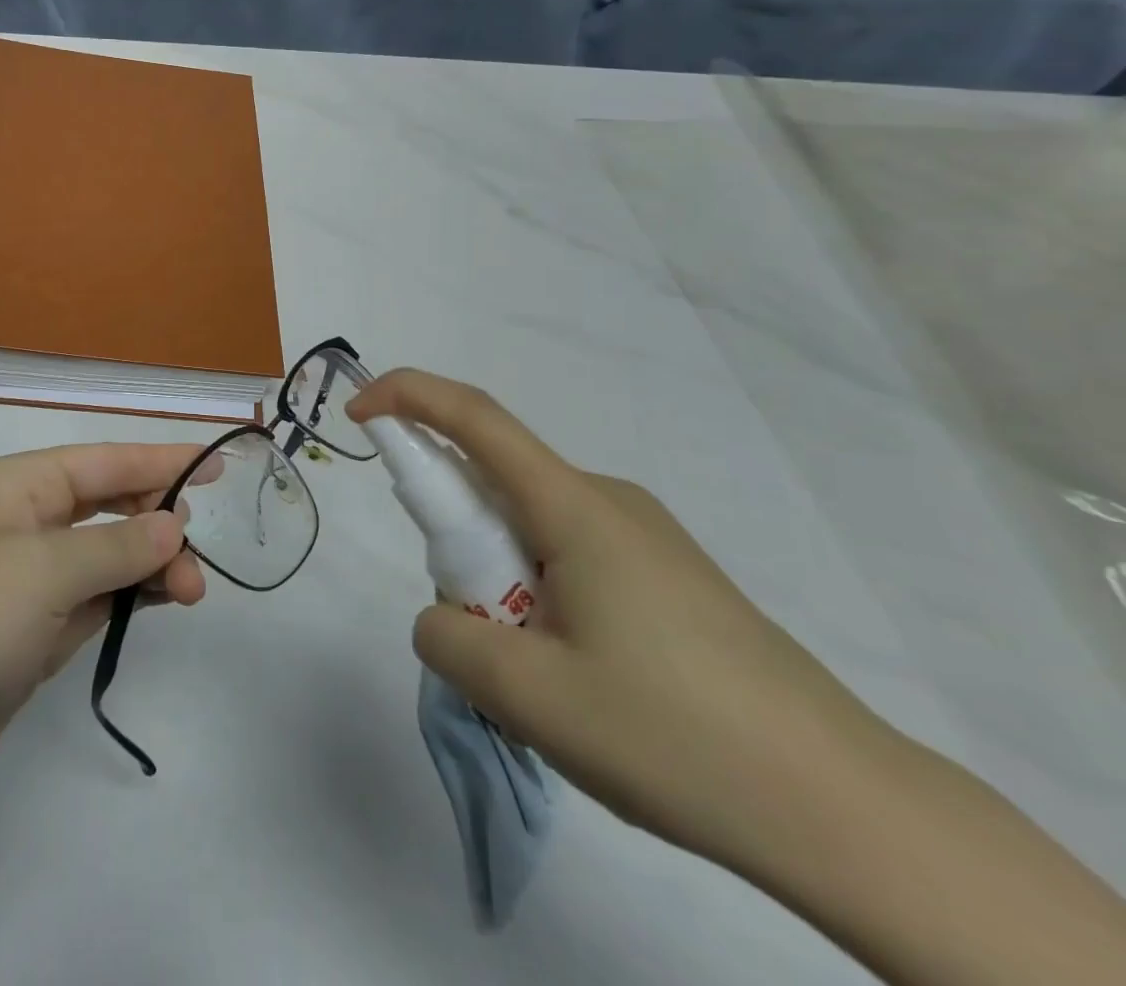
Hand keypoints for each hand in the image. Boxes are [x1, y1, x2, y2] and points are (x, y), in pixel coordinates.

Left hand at [0, 444, 208, 833]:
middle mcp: (27, 523)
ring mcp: (30, 579)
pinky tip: (160, 602)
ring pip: (109, 554)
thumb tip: (172, 524)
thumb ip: (116, 546)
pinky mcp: (33, 629)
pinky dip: (130, 596)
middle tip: (197, 558)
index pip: (106, 461)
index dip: (163, 460)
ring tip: (191, 593)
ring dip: (151, 566)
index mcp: (21, 487)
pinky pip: (96, 596)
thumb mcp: (43, 573)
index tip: (216, 466)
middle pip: (110, 504)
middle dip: (159, 522)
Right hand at [346, 369, 896, 875]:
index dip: (407, 397)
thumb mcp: (529, 697)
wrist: (851, 812)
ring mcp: (644, 538)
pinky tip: (578, 677)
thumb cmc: (678, 737)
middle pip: (497, 482)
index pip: (475, 418)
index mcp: (575, 507)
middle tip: (475, 631)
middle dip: (456, 537)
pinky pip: (568, 556)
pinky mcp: (668, 577)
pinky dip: (536, 593)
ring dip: (498, 577)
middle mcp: (608, 502)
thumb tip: (442, 617)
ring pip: (531, 527)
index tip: (358, 413)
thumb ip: (447, 639)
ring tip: (537, 675)